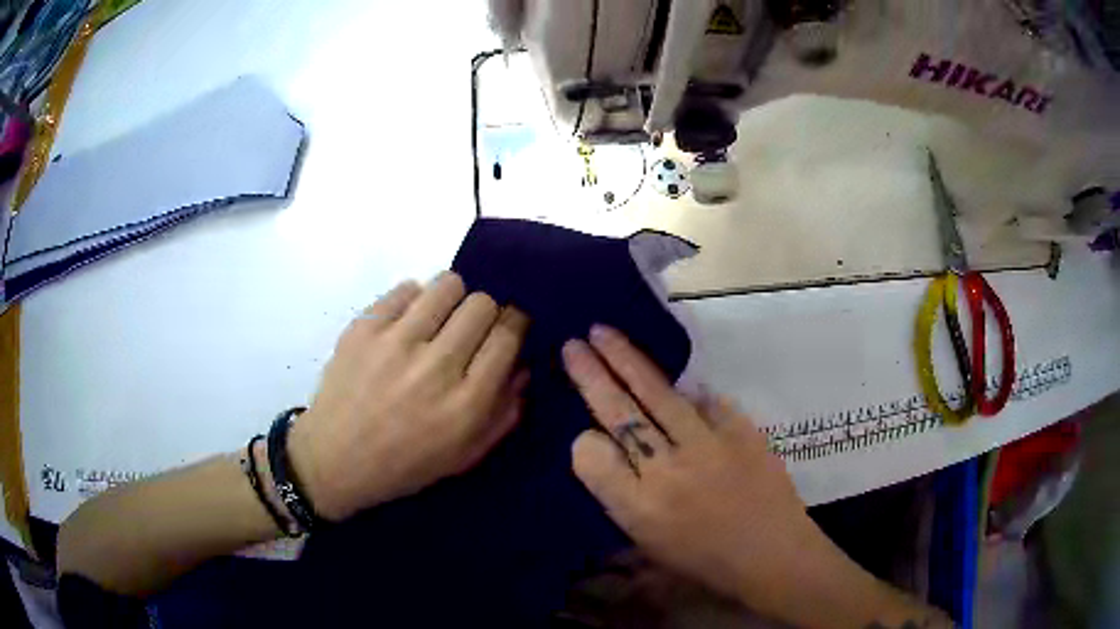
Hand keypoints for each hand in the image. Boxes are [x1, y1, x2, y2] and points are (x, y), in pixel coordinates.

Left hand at [289, 272, 528, 521]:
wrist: (335, 459)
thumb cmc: (406, 464)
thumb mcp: (466, 454)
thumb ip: (505, 411)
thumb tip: (523, 363)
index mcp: (466, 403)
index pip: (507, 335)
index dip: (515, 323)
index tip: (508, 325)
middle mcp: (436, 366)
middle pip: (482, 304)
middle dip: (486, 311)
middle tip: (471, 327)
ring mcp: (396, 342)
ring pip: (447, 285)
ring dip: (453, 297)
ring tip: (441, 317)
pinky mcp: (364, 327)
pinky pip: (406, 288)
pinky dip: (415, 300)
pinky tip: (408, 322)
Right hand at [562, 326, 949, 627]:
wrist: (773, 555)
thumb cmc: (706, 561)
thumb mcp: (648, 542)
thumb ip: (622, 496)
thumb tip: (605, 448)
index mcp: (638, 508)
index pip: (590, 455)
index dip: (584, 441)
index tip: (588, 435)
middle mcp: (666, 471)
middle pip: (619, 412)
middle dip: (591, 375)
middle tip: (573, 344)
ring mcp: (707, 444)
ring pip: (657, 392)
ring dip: (628, 359)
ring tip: (605, 334)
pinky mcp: (740, 429)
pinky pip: (705, 399)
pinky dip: (688, 393)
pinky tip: (679, 387)